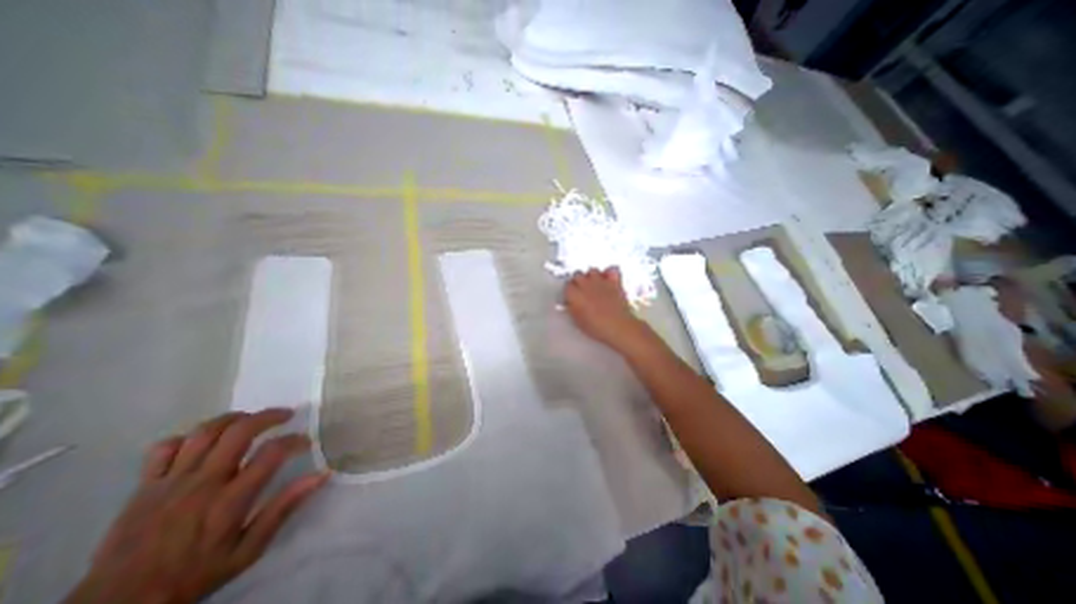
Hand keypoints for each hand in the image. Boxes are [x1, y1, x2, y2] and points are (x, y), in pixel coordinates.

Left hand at [65, 409, 326, 601]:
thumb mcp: (248, 551)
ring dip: (234, 418)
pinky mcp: (143, 488)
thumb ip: (283, 509)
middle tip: (286, 415)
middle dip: (269, 416)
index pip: (272, 453)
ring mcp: (170, 483)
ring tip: (250, 419)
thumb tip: (321, 475)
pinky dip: (188, 438)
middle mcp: (202, 484)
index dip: (295, 440)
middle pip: (239, 432)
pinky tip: (203, 442)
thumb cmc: (194, 575)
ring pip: (205, 432)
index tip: (305, 442)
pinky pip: (164, 448)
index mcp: (230, 500)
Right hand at [567, 269, 651, 353]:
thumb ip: (572, 308)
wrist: (617, 326)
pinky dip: (610, 273)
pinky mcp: (614, 281)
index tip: (572, 297)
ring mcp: (600, 281)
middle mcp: (585, 284)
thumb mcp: (578, 321)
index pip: (567, 286)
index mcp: (574, 294)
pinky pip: (612, 269)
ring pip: (592, 270)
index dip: (569, 291)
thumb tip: (571, 303)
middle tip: (582, 290)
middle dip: (578, 281)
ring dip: (592, 276)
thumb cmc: (596, 327)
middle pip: (577, 275)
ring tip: (594, 285)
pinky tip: (609, 279)